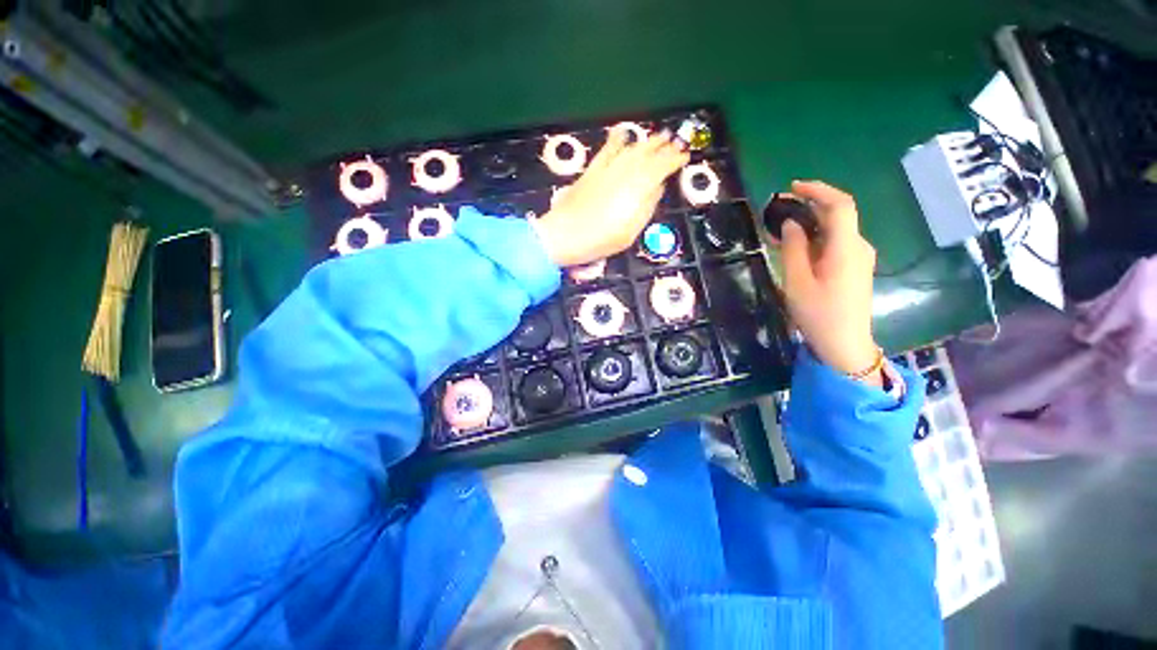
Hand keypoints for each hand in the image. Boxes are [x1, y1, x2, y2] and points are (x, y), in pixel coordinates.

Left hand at [533, 128, 689, 266]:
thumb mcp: (631, 231)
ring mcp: (607, 169)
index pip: (662, 167)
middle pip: (648, 155)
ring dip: (646, 142)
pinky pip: (606, 150)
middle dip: (663, 147)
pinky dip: (616, 141)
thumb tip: (658, 187)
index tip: (685, 156)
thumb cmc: (601, 239)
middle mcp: (625, 172)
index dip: (675, 160)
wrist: (565, 234)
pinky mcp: (591, 170)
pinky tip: (622, 134)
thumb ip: (647, 207)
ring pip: (631, 149)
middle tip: (675, 142)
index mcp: (638, 187)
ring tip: (657, 137)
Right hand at [775, 181, 881, 384]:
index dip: (818, 190)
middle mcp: (858, 247)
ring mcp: (858, 258)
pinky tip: (795, 245)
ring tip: (780, 228)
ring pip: (835, 230)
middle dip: (809, 205)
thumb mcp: (796, 282)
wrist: (844, 344)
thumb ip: (793, 249)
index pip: (840, 206)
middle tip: (779, 208)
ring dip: (809, 223)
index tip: (792, 187)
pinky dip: (814, 238)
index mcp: (846, 248)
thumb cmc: (818, 314)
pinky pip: (834, 243)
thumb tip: (791, 223)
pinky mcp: (853, 268)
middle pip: (838, 215)